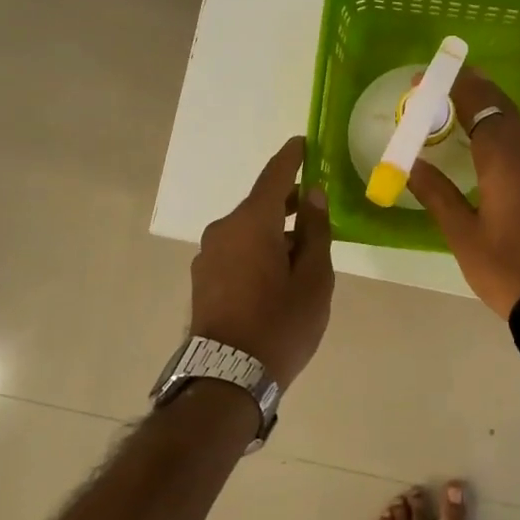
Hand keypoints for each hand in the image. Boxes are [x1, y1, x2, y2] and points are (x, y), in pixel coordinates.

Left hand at [190, 136, 334, 386]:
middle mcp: (224, 229)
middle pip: (260, 203)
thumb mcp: (314, 278)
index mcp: (253, 222)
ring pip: (247, 229)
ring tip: (302, 250)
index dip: (292, 157)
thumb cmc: (280, 324)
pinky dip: (257, 248)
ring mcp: (208, 254)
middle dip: (288, 201)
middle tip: (317, 207)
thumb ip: (316, 231)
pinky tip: (276, 273)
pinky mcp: (202, 277)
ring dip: (273, 230)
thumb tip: (313, 195)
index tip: (305, 142)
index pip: (274, 175)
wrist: (226, 377)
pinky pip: (235, 249)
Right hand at [407, 69, 519, 317]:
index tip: (426, 77)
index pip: (479, 103)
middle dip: (472, 91)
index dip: (452, 85)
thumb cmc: (509, 267)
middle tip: (440, 87)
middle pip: (502, 106)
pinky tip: (490, 150)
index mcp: (505, 156)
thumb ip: (437, 193)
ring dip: (489, 111)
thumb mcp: (463, 234)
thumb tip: (411, 165)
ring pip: (517, 124)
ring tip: (458, 112)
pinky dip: (504, 134)